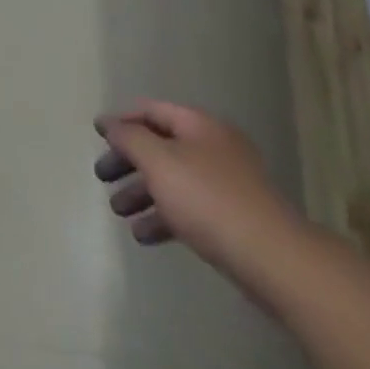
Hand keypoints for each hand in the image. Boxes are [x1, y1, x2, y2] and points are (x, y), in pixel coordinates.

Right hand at [93, 101, 302, 279]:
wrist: (272, 258)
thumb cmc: (207, 198)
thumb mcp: (157, 161)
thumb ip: (128, 137)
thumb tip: (110, 123)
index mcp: (199, 126)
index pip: (151, 110)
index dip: (121, 119)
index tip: (97, 134)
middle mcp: (214, 148)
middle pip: (160, 145)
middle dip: (127, 161)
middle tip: (102, 176)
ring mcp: (226, 184)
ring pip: (172, 180)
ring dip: (141, 192)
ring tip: (118, 211)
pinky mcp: (232, 218)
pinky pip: (188, 209)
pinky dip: (163, 217)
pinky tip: (144, 235)